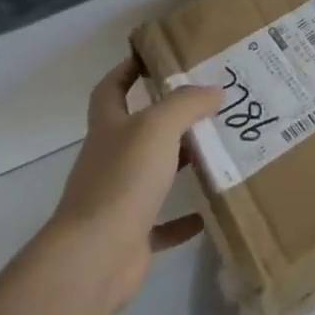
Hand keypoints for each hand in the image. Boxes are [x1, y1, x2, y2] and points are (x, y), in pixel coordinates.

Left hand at [50, 58, 221, 311]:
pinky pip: (161, 223)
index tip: (153, 58)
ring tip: (218, 151)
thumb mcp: (157, 128)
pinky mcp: (132, 236)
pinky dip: (183, 219)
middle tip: (209, 105)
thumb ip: (186, 104)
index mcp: (109, 129)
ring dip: (180, 164)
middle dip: (168, 117)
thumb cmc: (123, 181)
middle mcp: (109, 161)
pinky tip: (208, 212)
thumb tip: (214, 90)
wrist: (95, 257)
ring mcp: (118, 200)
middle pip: (137, 131)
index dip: (126, 71)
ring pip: (152, 174)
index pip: (110, 90)